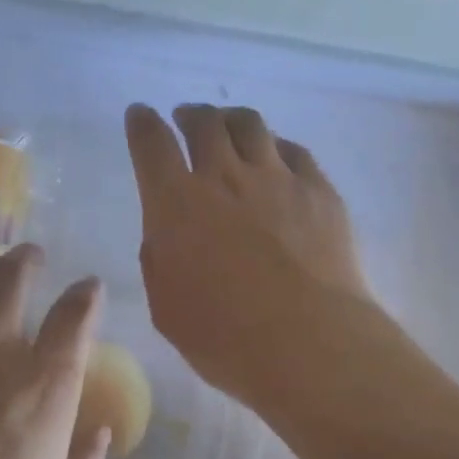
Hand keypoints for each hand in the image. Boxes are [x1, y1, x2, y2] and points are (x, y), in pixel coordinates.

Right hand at [126, 103, 370, 407]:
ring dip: (231, 119)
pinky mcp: (319, 191)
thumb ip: (160, 260)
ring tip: (228, 127)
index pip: (152, 144)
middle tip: (186, 120)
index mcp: (176, 204)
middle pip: (204, 122)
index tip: (140, 116)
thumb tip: (168, 235)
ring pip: (251, 125)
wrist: (309, 344)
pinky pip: (294, 151)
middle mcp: (225, 177)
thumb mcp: (167, 307)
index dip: (142, 124)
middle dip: (189, 115)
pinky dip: (276, 147)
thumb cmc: (225, 338)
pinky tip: (276, 156)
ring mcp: (277, 178)